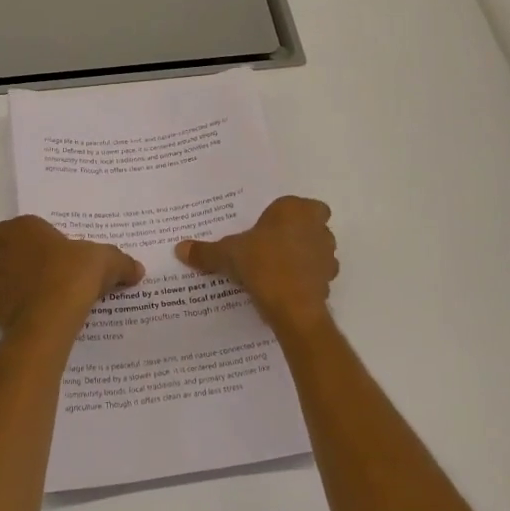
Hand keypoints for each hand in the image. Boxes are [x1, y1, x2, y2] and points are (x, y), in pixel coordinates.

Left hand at [0, 215, 143, 339]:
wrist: (58, 305)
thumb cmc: (77, 270)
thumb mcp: (106, 259)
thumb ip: (119, 263)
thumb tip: (138, 269)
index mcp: (21, 230)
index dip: (4, 243)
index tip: (22, 253)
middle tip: (11, 276)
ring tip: (4, 297)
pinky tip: (7, 316)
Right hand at [176, 196, 337, 331]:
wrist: (292, 306)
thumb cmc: (261, 264)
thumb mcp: (227, 255)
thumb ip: (206, 251)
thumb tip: (180, 248)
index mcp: (295, 209)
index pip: (296, 204)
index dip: (283, 216)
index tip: (266, 228)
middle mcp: (317, 227)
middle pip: (310, 225)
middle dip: (295, 234)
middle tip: (270, 247)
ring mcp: (327, 254)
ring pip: (316, 250)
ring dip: (302, 257)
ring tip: (276, 270)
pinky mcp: (329, 280)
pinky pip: (316, 275)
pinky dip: (304, 280)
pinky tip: (284, 289)